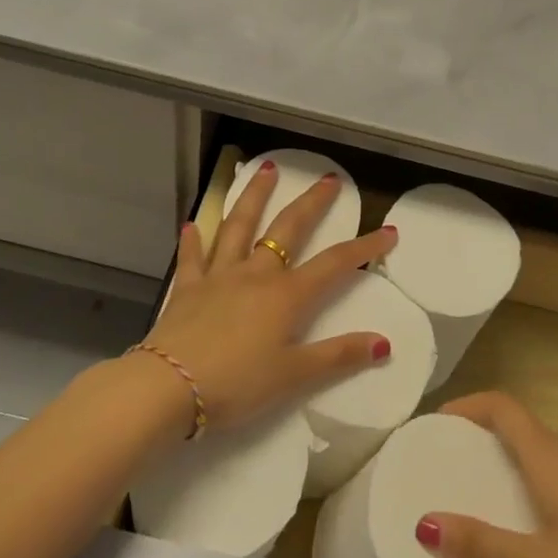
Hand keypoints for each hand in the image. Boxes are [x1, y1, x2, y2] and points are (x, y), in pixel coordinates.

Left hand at [141, 160, 398, 432]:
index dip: (364, 247)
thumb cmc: (237, 384)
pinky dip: (194, 239)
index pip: (335, 264)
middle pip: (287, 229)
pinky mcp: (187, 288)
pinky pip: (192, 257)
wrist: (168, 387)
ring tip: (266, 170)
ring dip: (254, 197)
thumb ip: (338, 356)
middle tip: (327, 178)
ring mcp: (218, 276)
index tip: (388, 230)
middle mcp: (255, 274)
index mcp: (286, 295)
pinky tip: (193, 224)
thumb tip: (384, 343)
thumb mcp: (294, 375)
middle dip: (311, 203)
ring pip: (239, 227)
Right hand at [416, 392, 557, 557]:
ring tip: (480, 495)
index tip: (437, 423)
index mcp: (553, 458)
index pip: (504, 406)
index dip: (468, 405)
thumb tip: (424, 522)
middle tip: (448, 463)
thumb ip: (480, 545)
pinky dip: (532, 482)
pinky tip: (530, 526)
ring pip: (543, 453)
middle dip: (482, 436)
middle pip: (521, 427)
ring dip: (508, 461)